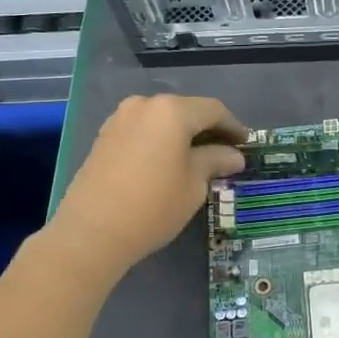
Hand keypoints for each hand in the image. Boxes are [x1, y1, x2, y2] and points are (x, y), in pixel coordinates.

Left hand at [51, 94, 246, 275]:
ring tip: (198, 159)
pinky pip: (143, 130)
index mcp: (172, 111)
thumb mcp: (194, 185)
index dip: (234, 126)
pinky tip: (169, 161)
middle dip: (207, 130)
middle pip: (186, 110)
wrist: (92, 233)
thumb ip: (215, 161)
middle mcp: (144, 105)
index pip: (213, 110)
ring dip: (182, 135)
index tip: (247, 145)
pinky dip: (160, 140)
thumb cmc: (153, 206)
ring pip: (162, 120)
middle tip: (225, 152)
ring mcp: (120, 119)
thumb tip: (234, 156)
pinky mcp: (105, 136)